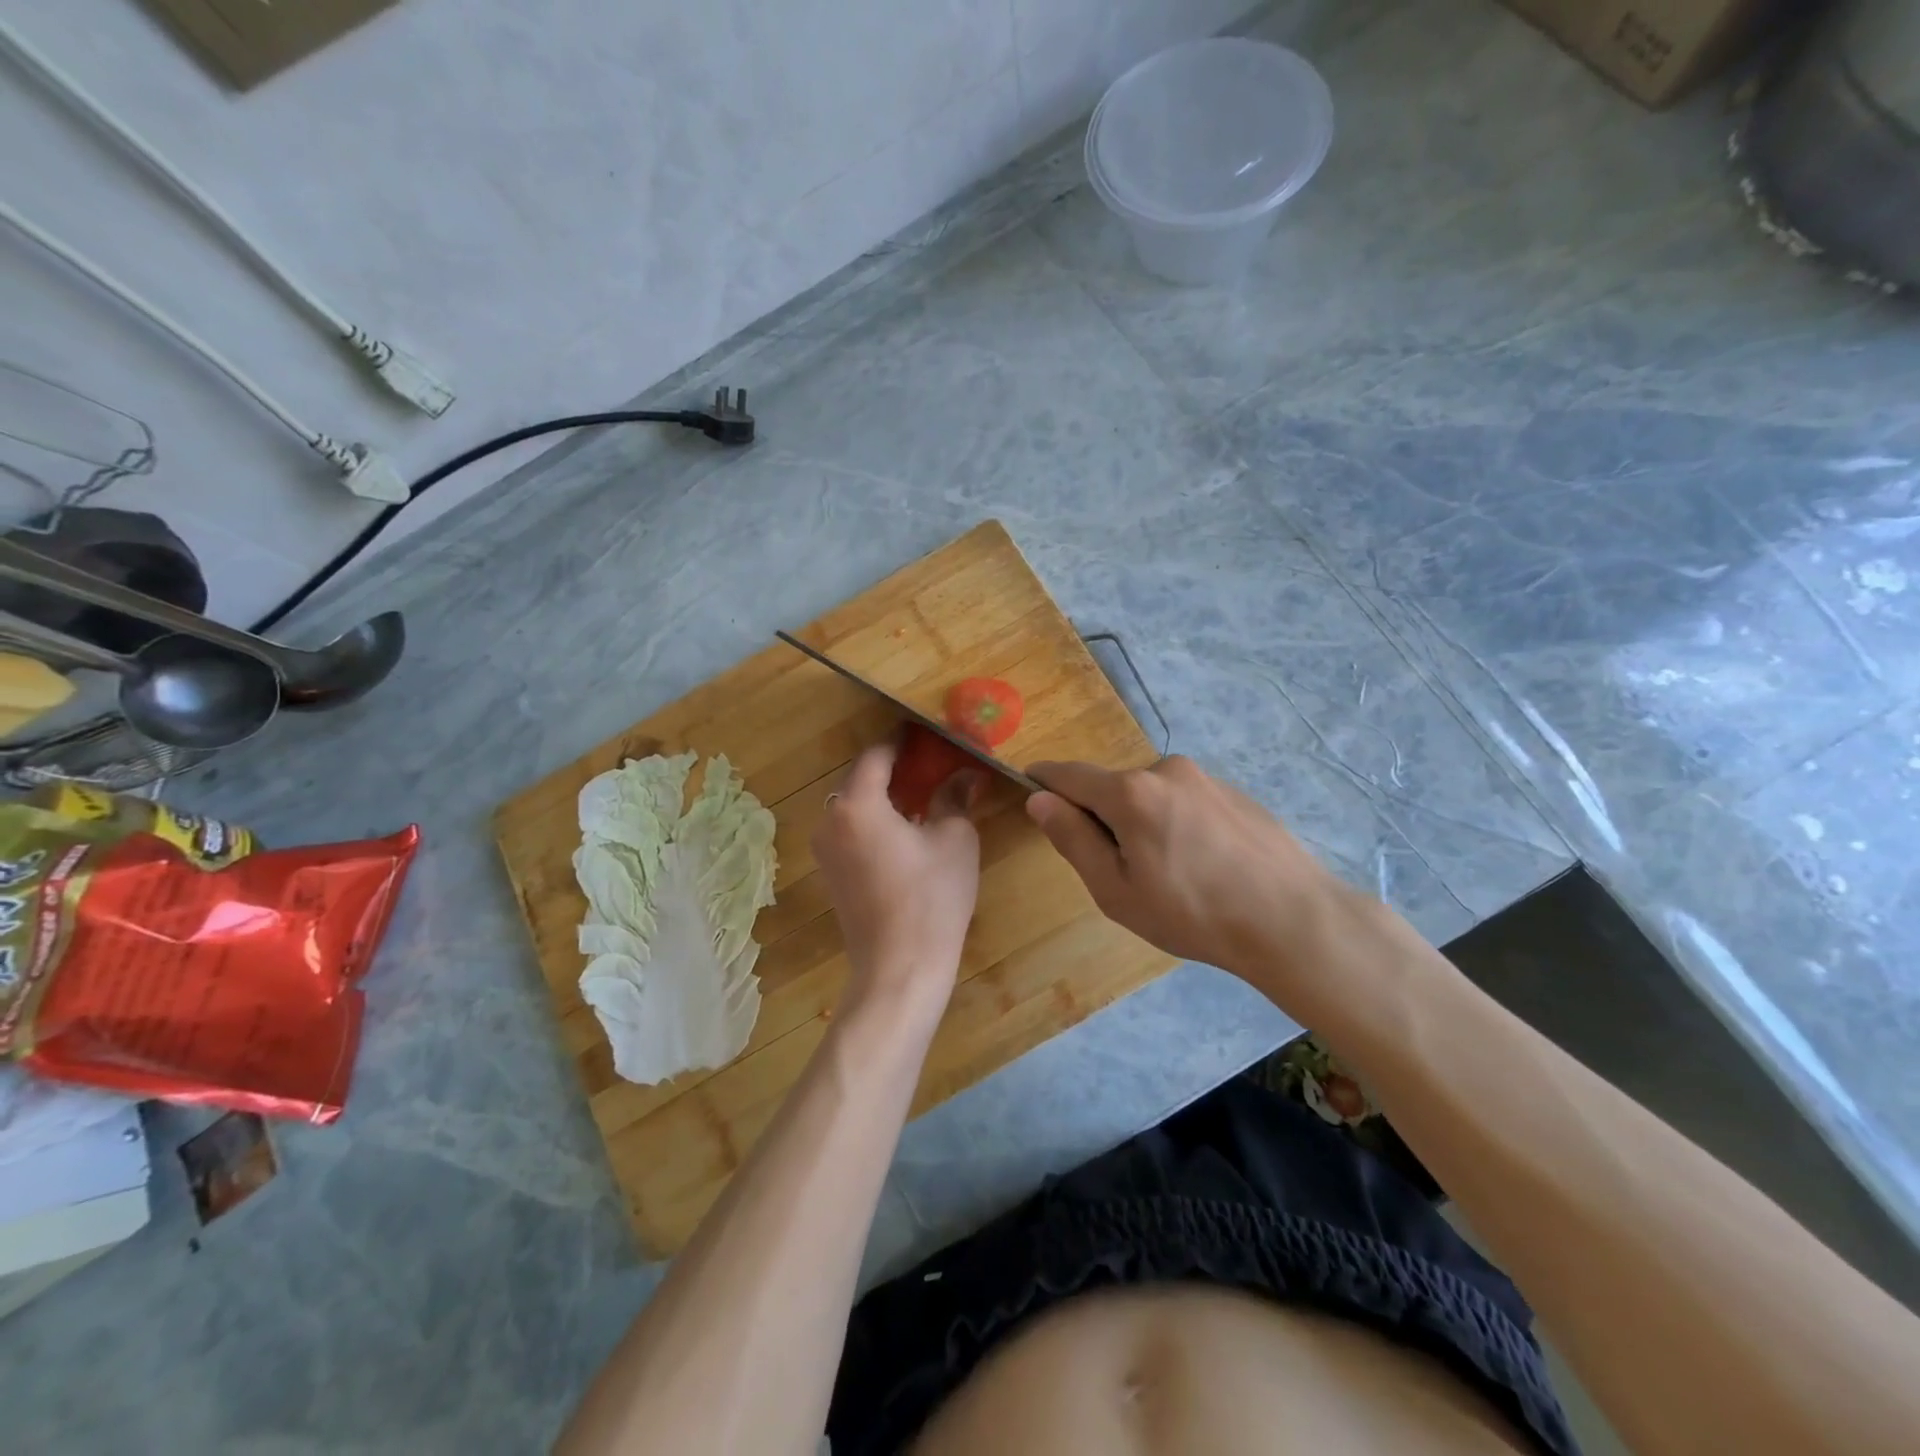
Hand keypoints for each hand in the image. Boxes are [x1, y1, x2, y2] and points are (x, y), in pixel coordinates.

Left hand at [813, 739, 983, 1027]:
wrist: (900, 968)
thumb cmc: (931, 897)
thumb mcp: (954, 839)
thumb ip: (954, 797)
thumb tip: (966, 774)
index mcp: (856, 804)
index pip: (877, 755)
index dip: (903, 742)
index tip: (927, 735)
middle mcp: (830, 820)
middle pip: (861, 779)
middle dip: (895, 770)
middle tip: (933, 765)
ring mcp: (825, 850)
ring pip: (855, 806)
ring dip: (885, 797)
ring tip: (923, 797)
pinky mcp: (831, 874)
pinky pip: (851, 831)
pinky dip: (875, 822)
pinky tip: (906, 831)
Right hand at [1026, 756, 1348, 988]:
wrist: (1293, 920)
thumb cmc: (1192, 912)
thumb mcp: (1116, 889)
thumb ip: (1073, 839)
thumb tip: (1039, 800)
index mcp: (1130, 792)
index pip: (1069, 774)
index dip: (1043, 781)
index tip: (1029, 788)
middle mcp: (1166, 770)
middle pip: (1113, 787)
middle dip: (1102, 817)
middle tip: (1119, 871)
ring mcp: (1205, 778)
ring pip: (1151, 795)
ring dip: (1142, 822)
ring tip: (1170, 874)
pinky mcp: (1234, 792)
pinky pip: (1185, 801)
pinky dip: (1176, 823)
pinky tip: (1203, 865)